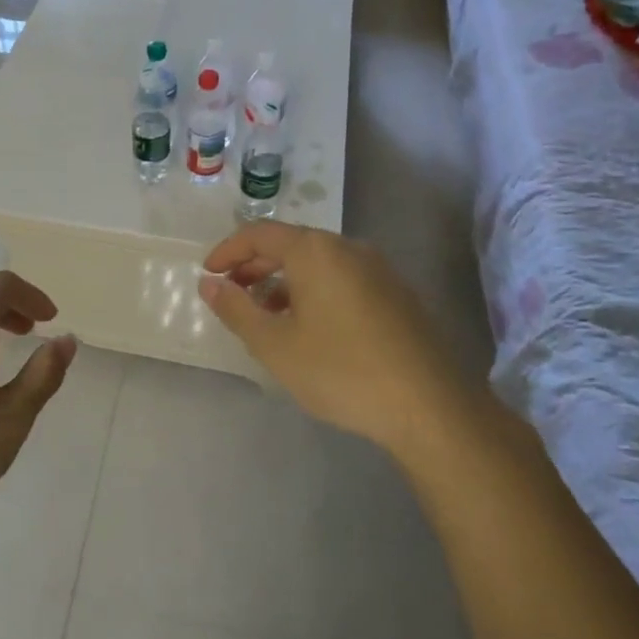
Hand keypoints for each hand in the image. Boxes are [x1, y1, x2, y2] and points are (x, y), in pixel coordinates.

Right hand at [199, 222, 475, 460]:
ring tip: (266, 315)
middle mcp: (347, 247)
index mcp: (315, 251)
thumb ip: (236, 309)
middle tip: (231, 294)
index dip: (228, 251)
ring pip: (317, 263)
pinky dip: (313, 291)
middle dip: (255, 266)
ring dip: (284, 281)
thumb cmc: (341, 370)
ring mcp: (377, 269)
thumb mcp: (275, 345)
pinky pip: (341, 278)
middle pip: (290, 244)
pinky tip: (309, 327)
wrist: (430, 405)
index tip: (208, 274)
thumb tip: (209, 284)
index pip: (259, 234)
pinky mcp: (396, 293)